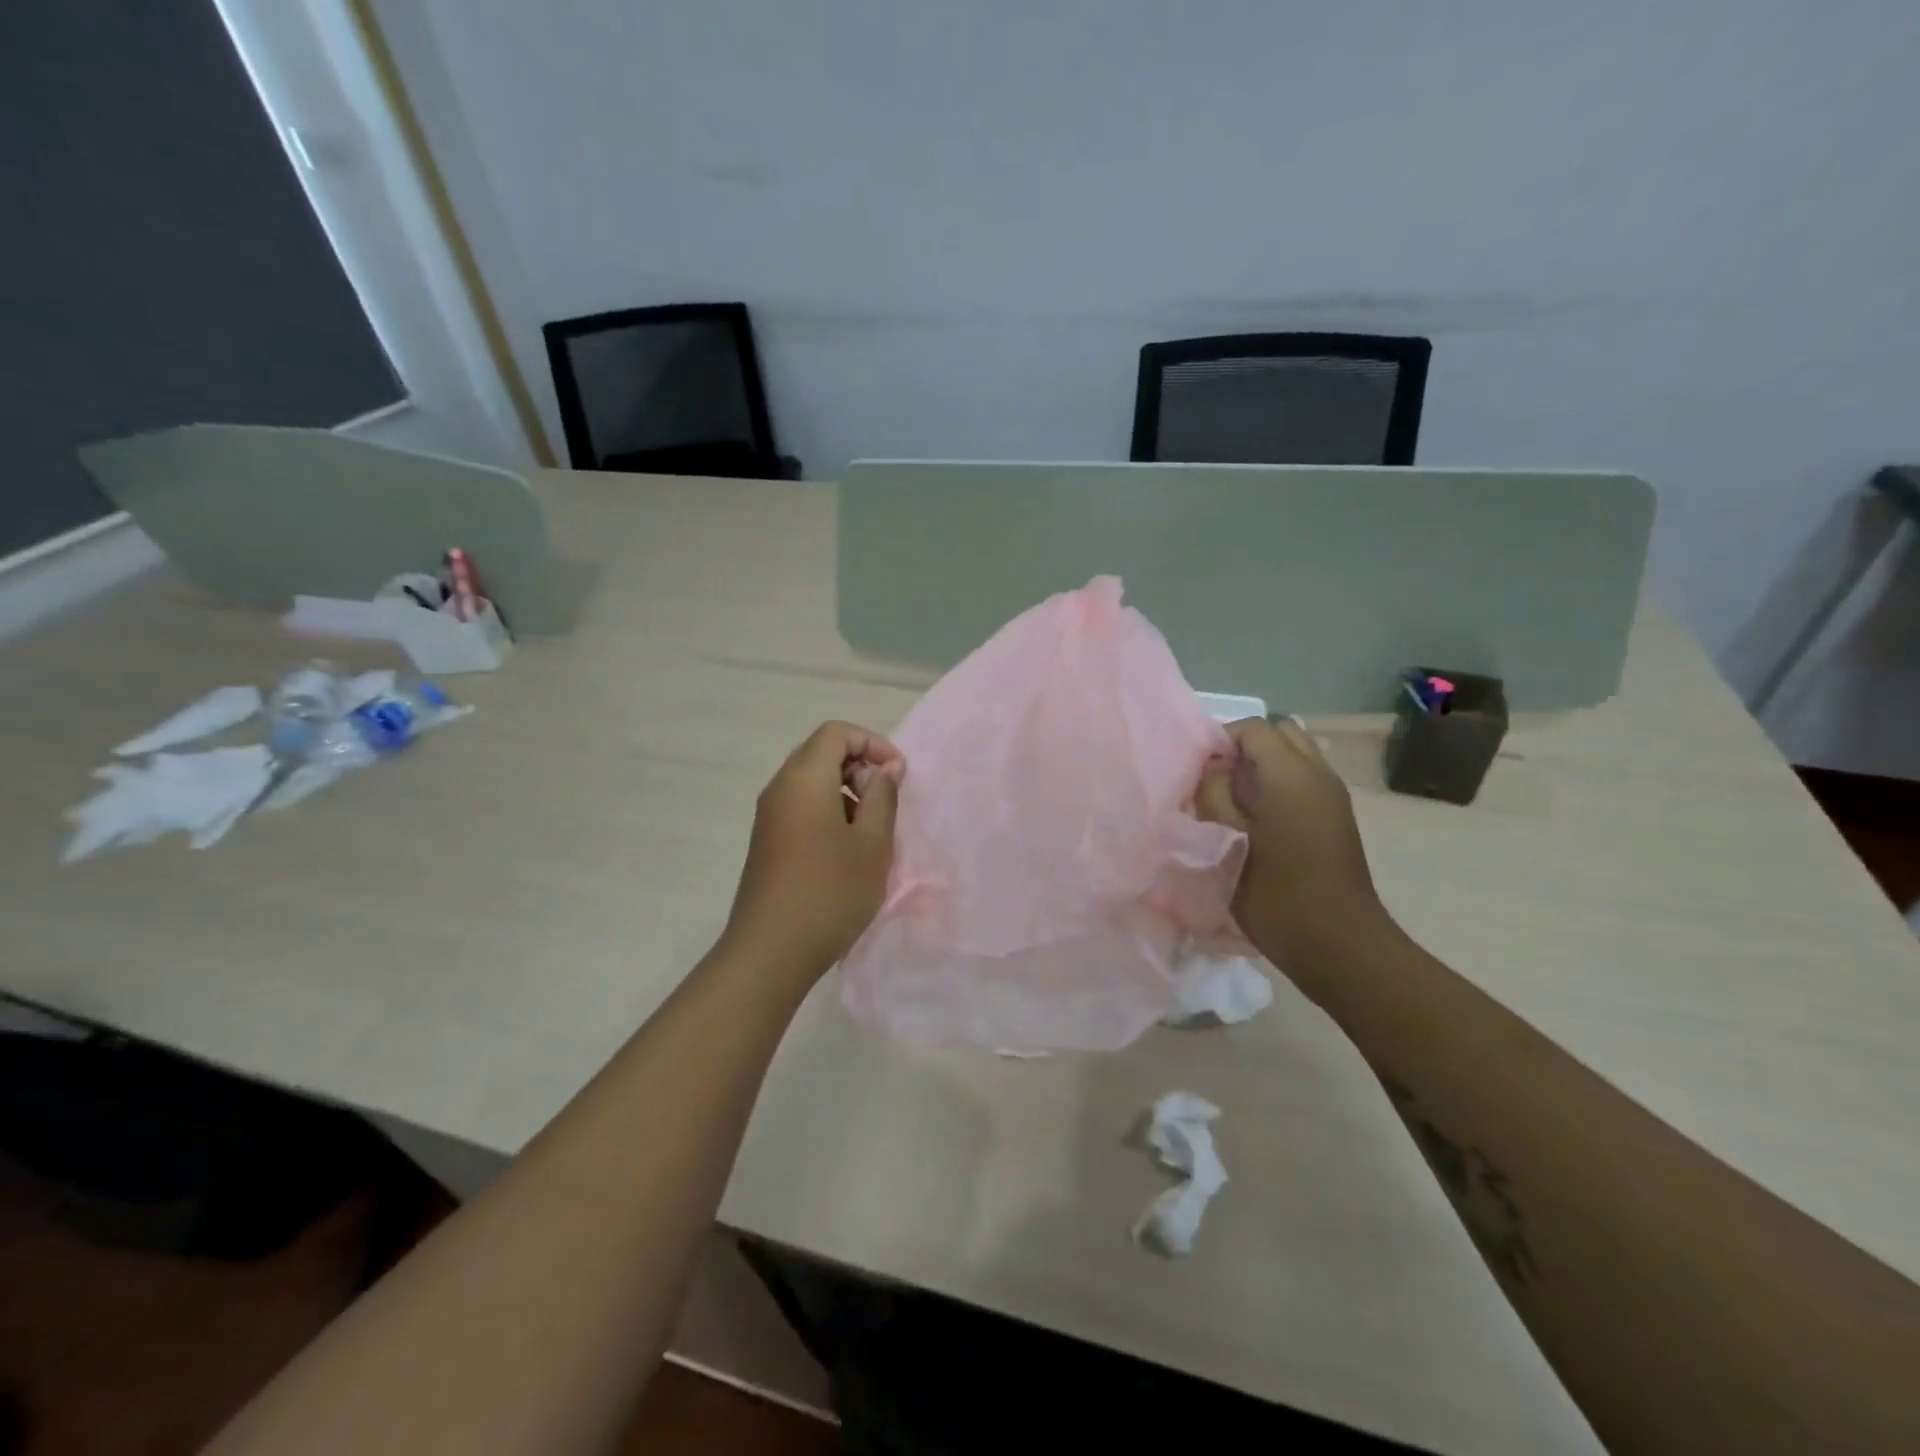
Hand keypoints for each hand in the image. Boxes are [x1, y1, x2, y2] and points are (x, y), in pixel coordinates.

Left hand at [723, 721, 904, 980]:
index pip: (836, 732)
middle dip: (860, 767)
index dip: (872, 743)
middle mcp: (780, 788)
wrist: (770, 952)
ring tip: (872, 831)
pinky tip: (847, 852)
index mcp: (804, 778)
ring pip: (812, 782)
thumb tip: (884, 769)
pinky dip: (829, 813)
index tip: (898, 775)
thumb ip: (883, 796)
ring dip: (847, 793)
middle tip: (887, 803)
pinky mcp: (767, 842)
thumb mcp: (872, 843)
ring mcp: (769, 816)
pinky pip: (801, 807)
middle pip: (821, 753)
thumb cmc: (830, 891)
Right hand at [1195, 718, 1393, 973]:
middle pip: (1280, 733)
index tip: (1200, 775)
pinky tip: (1259, 823)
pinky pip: (1304, 780)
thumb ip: (1213, 793)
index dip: (1221, 741)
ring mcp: (1333, 796)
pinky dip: (1279, 785)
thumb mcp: (1226, 841)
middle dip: (1245, 748)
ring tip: (1236, 805)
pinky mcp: (1337, 818)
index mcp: (1291, 775)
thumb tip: (1215, 768)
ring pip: (1294, 756)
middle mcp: (1319, 774)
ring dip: (1263, 768)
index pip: (1254, 728)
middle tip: (1218, 784)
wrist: (1338, 945)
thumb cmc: (1274, 894)